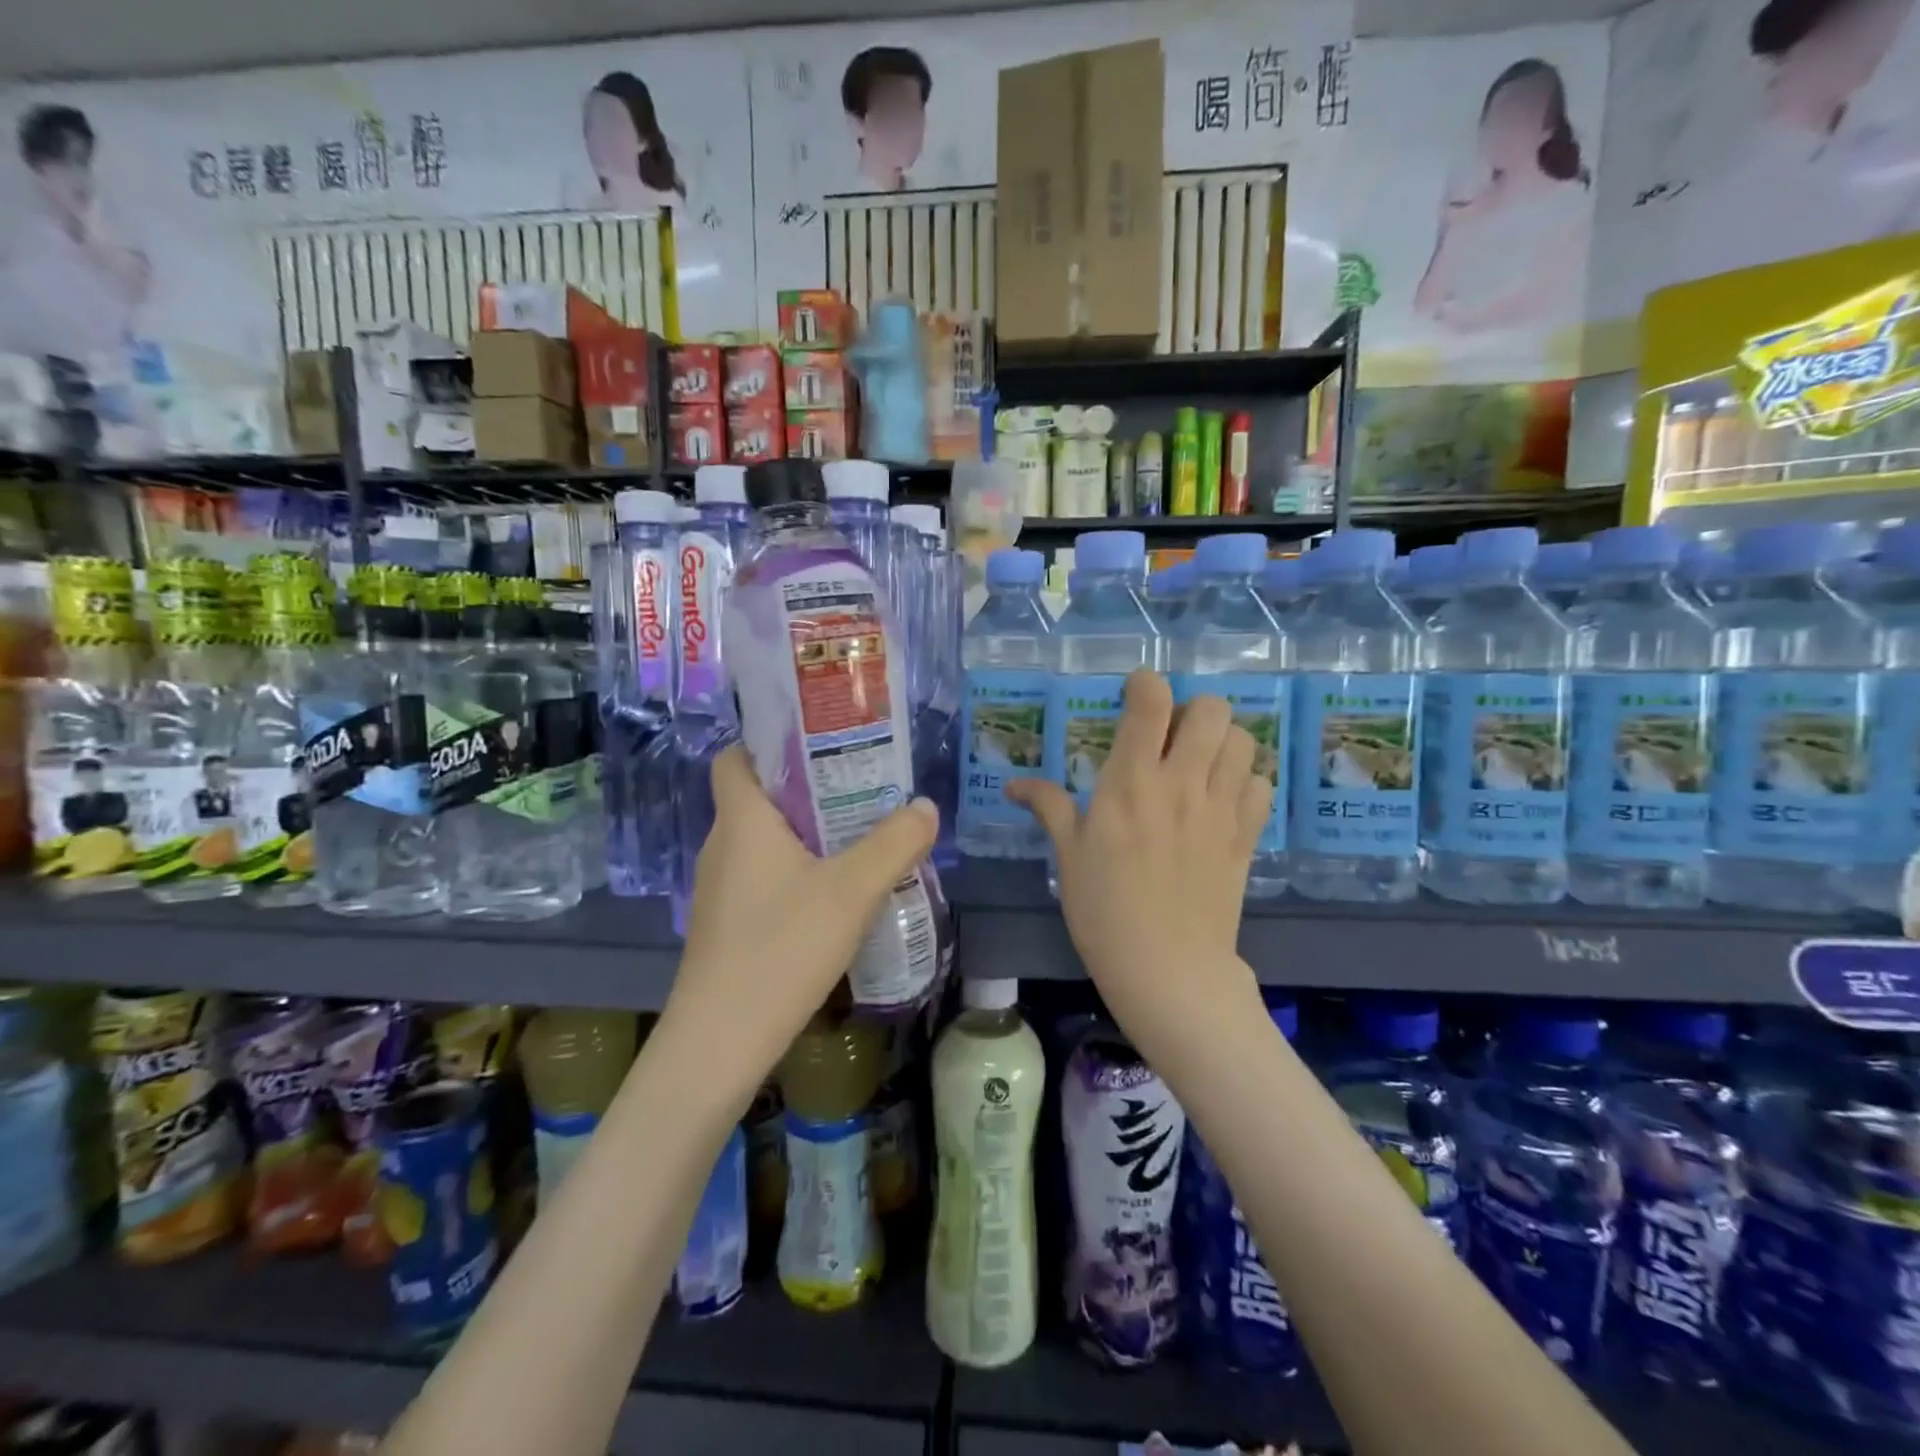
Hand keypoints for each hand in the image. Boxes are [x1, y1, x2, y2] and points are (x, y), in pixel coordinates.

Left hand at [664, 744, 938, 1093]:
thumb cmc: (782, 948)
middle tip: (863, 787)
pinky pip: (766, 875)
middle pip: (762, 796)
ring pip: (767, 839)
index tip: (823, 744)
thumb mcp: (853, 891)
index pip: (737, 757)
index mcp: (742, 819)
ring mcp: (722, 887)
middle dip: (811, 787)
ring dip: (809, 832)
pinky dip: (799, 870)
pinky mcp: (729, 923)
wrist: (721, 1042)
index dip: (771, 743)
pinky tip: (837, 892)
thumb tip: (925, 807)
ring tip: (861, 834)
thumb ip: (895, 844)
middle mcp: (723, 845)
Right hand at [1008, 671, 1267, 1050]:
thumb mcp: (1068, 855)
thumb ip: (1048, 807)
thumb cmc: (1104, 910)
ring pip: (1242, 740)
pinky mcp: (1246, 835)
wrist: (1168, 969)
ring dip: (1221, 741)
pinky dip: (1244, 780)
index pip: (1151, 702)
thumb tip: (1014, 785)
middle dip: (1191, 710)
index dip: (1145, 684)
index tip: (1134, 695)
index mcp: (1131, 782)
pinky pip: (1260, 783)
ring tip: (1199, 764)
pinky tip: (1222, 799)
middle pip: (1211, 709)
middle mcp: (1181, 782)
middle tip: (1171, 737)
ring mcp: (1220, 808)